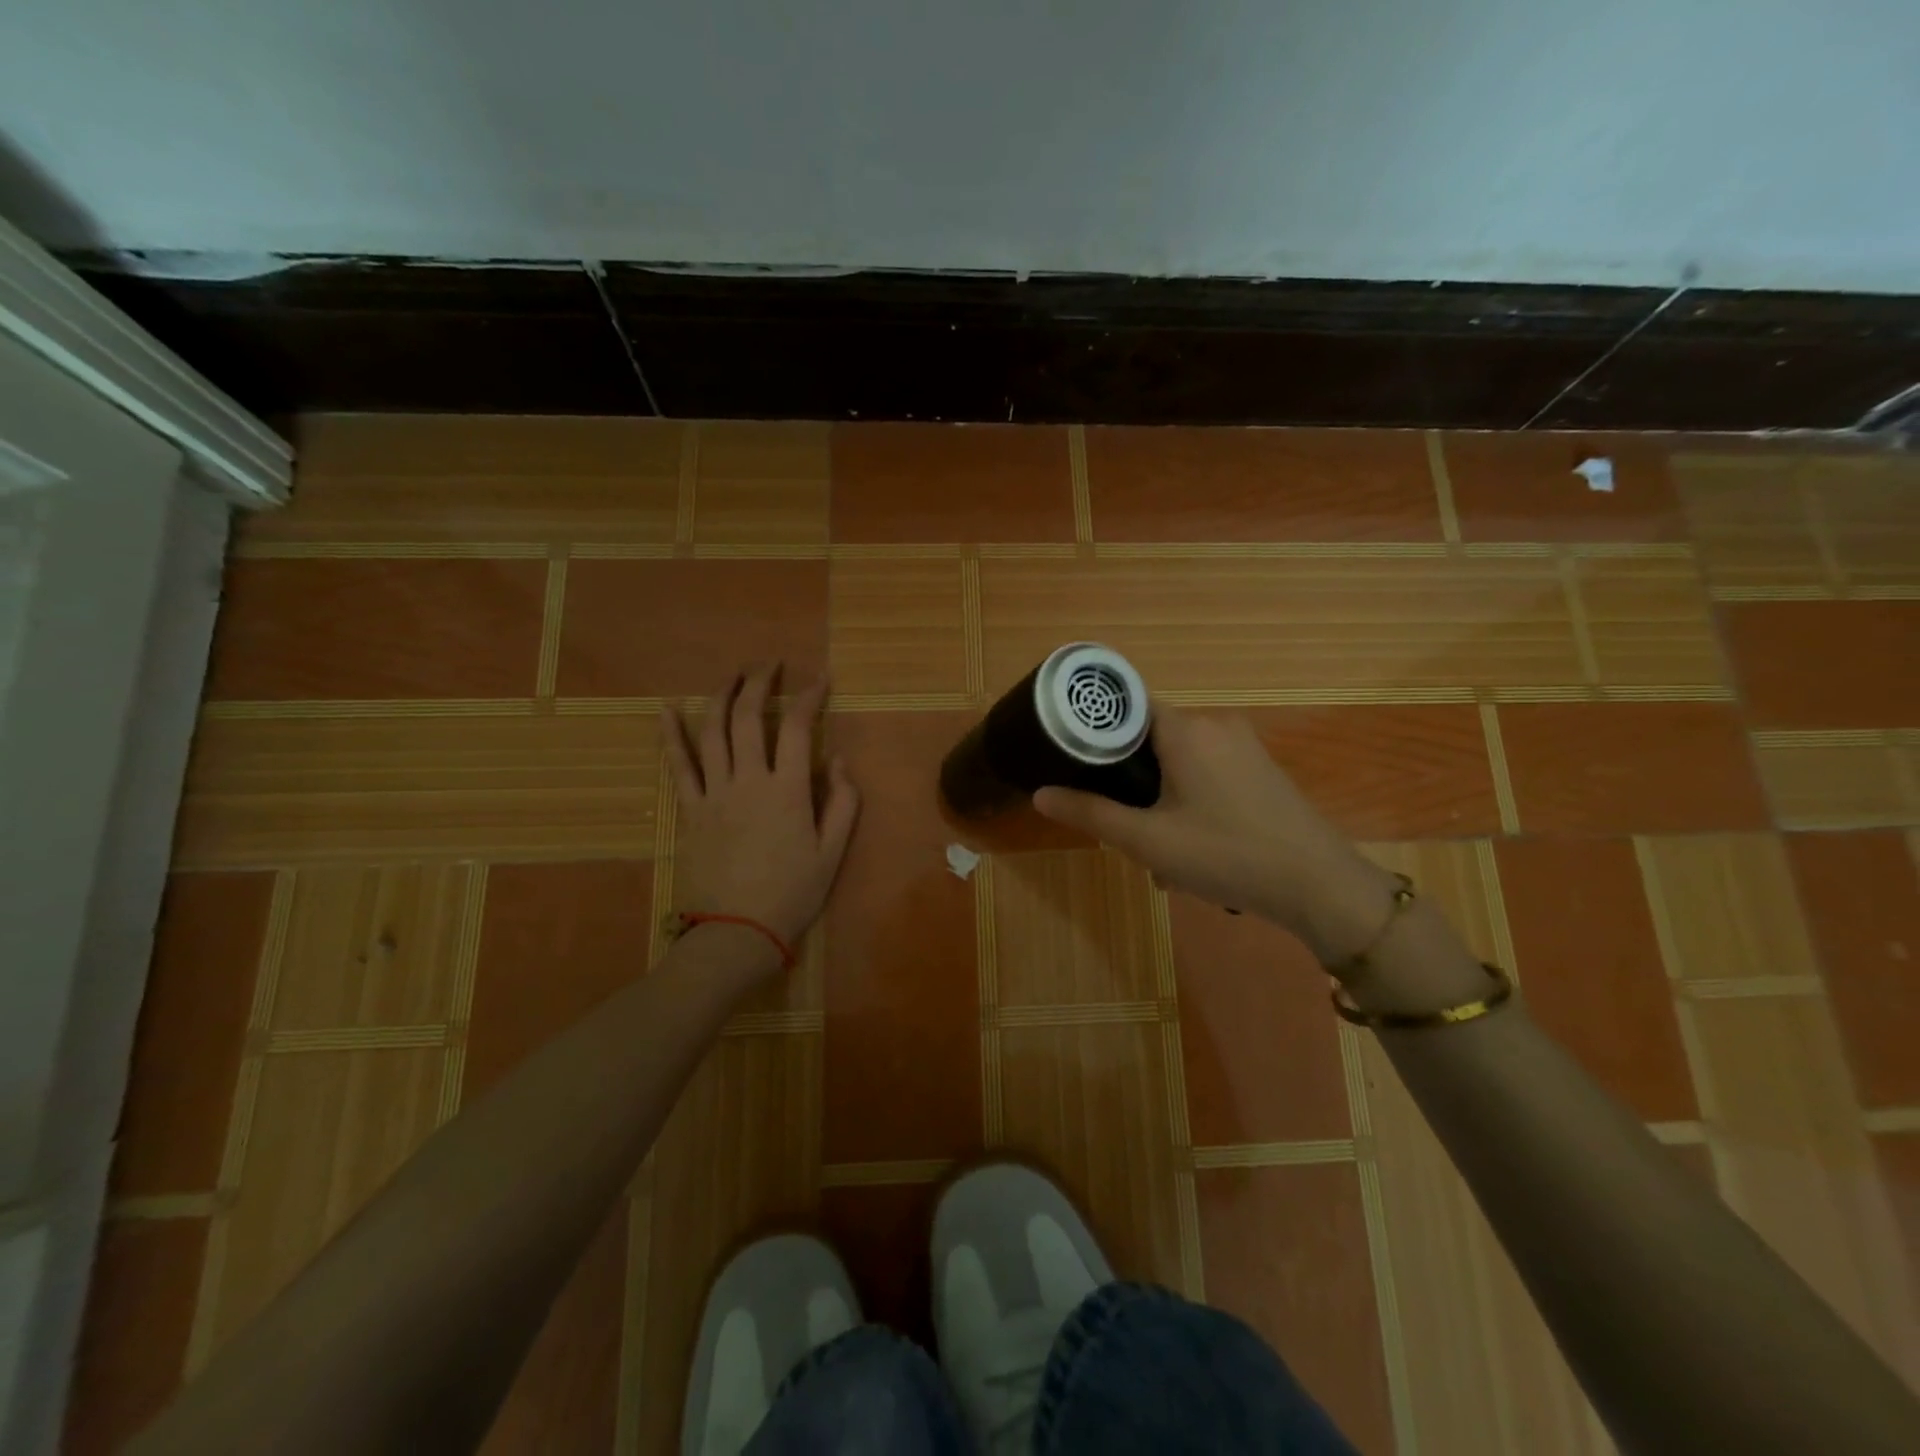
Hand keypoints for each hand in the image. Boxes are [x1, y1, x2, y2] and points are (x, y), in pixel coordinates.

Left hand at [662, 666, 859, 969]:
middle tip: (770, 665)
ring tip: (732, 675)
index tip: (819, 679)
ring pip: (712, 731)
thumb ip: (843, 802)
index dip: (809, 697)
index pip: (798, 728)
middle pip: (749, 717)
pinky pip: (679, 765)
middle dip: (760, 682)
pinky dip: (672, 734)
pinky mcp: (690, 810)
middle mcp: (749, 781)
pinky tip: (667, 709)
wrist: (737, 932)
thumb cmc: (792, 893)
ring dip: (721, 696)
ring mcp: (714, 793)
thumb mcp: (832, 852)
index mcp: (788, 790)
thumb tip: (840, 759)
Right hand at [1032, 706, 1396, 963]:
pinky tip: (1190, 843)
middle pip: (1150, 734)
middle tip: (1116, 818)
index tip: (1070, 754)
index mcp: (1185, 729)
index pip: (1126, 704)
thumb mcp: (1148, 840)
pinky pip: (1206, 769)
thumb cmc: (1226, 855)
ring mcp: (1243, 745)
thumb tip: (1040, 795)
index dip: (1095, 726)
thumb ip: (1091, 814)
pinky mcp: (1260, 767)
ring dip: (1158, 793)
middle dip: (1128, 776)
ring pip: (1179, 757)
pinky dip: (1187, 796)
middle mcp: (1215, 724)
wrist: (1319, 885)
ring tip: (1154, 843)